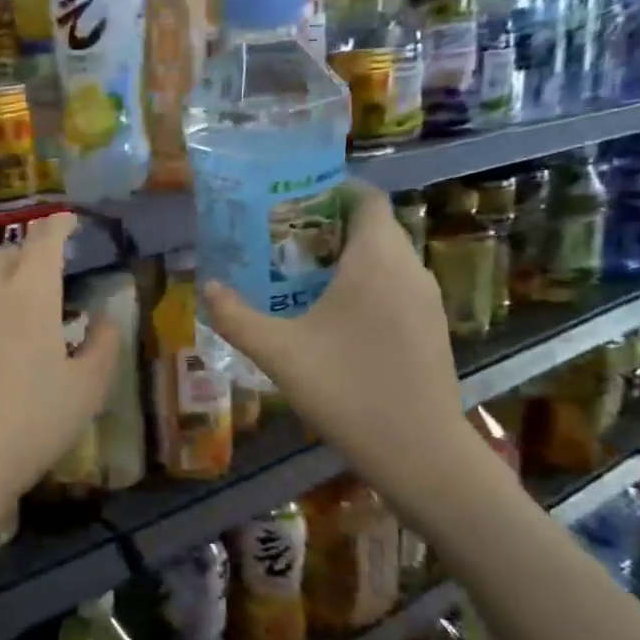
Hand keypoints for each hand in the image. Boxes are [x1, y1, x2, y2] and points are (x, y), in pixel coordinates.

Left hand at [0, 214, 120, 541]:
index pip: (44, 242)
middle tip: (43, 281)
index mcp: (28, 296)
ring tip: (9, 327)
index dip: (58, 226)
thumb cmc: (27, 427)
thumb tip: (104, 320)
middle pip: (5, 258)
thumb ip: (102, 347)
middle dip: (26, 258)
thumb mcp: (85, 393)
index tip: (67, 221)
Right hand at [203, 184, 481, 527]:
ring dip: (350, 257)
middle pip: (375, 226)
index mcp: (377, 259)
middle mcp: (409, 268)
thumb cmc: (347, 389)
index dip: (333, 189)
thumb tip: (206, 287)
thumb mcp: (279, 352)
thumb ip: (236, 317)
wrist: (419, 451)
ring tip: (302, 275)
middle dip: (331, 225)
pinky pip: (397, 286)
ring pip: (388, 258)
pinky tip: (336, 317)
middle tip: (284, 239)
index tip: (294, 198)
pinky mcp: (433, 328)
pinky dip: (368, 285)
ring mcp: (427, 300)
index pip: (366, 197)